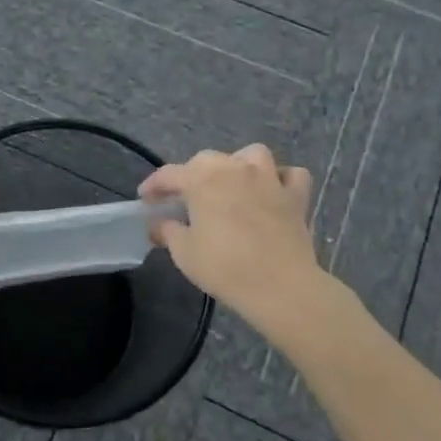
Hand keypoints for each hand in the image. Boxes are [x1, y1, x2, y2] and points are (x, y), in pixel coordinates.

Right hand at [139, 144, 336, 331]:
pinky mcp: (296, 197)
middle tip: (185, 198)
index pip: (169, 174)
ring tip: (232, 183)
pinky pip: (291, 175)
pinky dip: (281, 178)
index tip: (145, 198)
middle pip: (207, 159)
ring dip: (238, 164)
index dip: (153, 185)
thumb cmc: (225, 267)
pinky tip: (273, 191)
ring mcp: (269, 179)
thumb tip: (158, 223)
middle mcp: (235, 169)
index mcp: (202, 180)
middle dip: (191, 174)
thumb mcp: (184, 252)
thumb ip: (167, 231)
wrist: (280, 286)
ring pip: (252, 154)